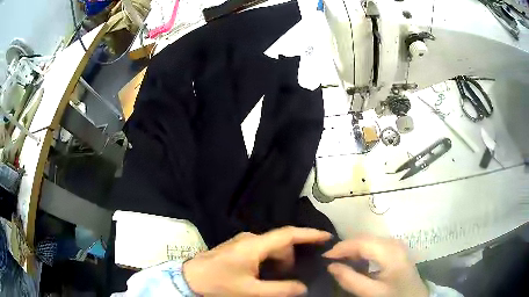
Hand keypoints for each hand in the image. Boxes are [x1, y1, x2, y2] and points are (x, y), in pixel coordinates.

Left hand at [183, 226, 331, 296]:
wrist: (190, 279)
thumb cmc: (219, 284)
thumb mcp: (251, 291)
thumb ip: (280, 290)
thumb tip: (304, 287)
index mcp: (254, 245)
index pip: (288, 234)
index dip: (309, 234)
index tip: (327, 237)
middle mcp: (250, 238)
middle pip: (281, 244)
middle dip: (292, 258)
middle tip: (296, 276)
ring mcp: (242, 241)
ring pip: (271, 248)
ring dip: (281, 262)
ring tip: (281, 280)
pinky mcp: (238, 247)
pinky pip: (262, 250)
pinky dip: (271, 261)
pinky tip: (268, 275)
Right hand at [324, 236, 428, 296]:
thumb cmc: (395, 296)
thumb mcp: (372, 292)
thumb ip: (351, 280)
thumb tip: (331, 266)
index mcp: (390, 251)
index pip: (361, 242)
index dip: (340, 248)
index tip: (324, 257)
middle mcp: (393, 243)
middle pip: (365, 239)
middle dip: (345, 248)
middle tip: (329, 260)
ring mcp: (396, 246)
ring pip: (369, 241)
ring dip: (353, 250)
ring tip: (340, 261)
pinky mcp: (396, 251)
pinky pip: (375, 246)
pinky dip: (362, 252)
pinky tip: (356, 262)